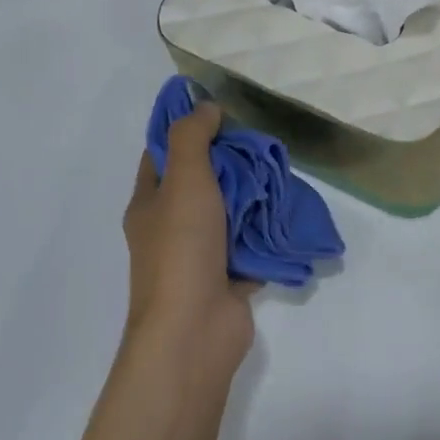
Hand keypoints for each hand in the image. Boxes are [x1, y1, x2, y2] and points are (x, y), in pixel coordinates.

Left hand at [124, 103, 255, 373]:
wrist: (194, 332)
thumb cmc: (181, 249)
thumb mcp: (183, 179)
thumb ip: (192, 138)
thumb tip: (206, 108)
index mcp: (150, 202)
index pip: (163, 153)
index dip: (186, 129)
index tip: (219, 109)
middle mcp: (171, 226)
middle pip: (201, 179)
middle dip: (229, 160)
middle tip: (261, 139)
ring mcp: (199, 254)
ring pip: (229, 210)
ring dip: (253, 193)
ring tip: (280, 169)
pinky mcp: (228, 276)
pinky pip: (249, 242)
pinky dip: (266, 228)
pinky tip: (289, 208)